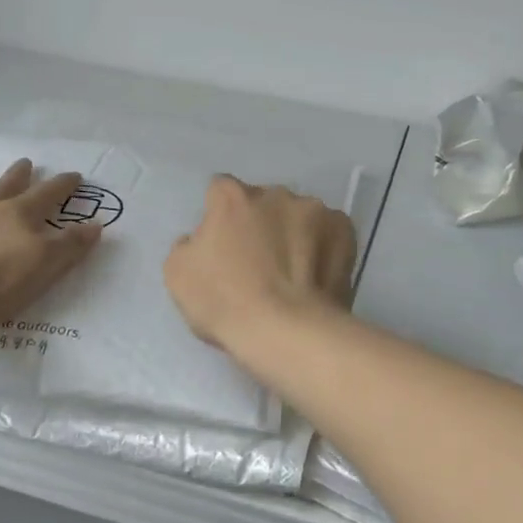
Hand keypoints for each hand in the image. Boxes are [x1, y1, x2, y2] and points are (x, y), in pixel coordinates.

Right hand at [164, 176, 355, 354]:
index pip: (220, 190)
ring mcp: (314, 209)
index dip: (220, 214)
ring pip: (299, 214)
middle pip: (263, 201)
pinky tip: (318, 274)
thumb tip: (203, 238)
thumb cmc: (225, 303)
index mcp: (232, 197)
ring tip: (294, 272)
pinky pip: (329, 232)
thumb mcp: (178, 274)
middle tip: (260, 260)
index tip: (224, 242)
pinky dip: (323, 246)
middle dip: (261, 222)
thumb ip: (189, 244)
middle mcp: (274, 193)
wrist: (287, 332)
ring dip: (294, 232)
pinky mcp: (344, 231)